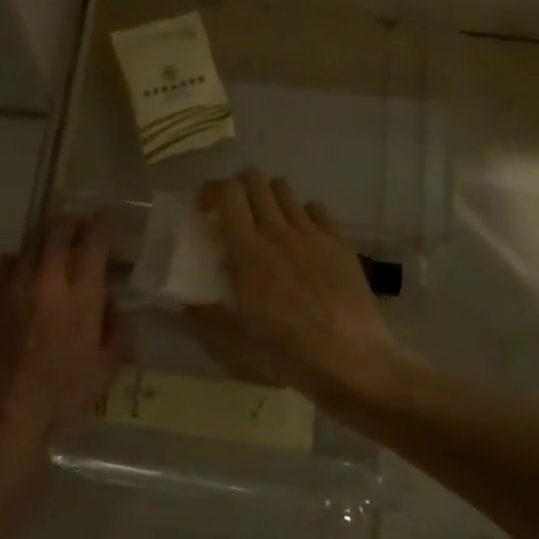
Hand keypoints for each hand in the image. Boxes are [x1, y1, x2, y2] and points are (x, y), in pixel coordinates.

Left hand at [0, 217, 131, 460]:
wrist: (3, 414)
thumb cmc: (61, 395)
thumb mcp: (106, 368)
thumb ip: (118, 329)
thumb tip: (113, 304)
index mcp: (80, 296)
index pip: (93, 241)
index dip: (102, 228)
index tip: (106, 230)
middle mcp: (46, 280)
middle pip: (59, 230)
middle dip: (73, 224)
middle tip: (80, 231)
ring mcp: (13, 285)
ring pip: (32, 243)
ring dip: (48, 242)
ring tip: (54, 254)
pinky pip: (7, 262)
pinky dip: (21, 261)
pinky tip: (26, 277)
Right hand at [189, 170, 409, 405]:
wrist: (351, 358)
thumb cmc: (289, 350)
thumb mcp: (241, 336)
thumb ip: (210, 313)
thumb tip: (187, 304)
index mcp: (248, 251)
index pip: (227, 193)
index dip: (212, 192)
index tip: (206, 212)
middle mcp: (278, 231)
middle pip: (255, 180)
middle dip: (239, 189)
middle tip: (236, 215)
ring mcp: (313, 233)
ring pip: (285, 189)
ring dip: (269, 199)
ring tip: (268, 224)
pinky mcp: (340, 242)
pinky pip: (316, 210)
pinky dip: (302, 215)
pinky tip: (303, 240)